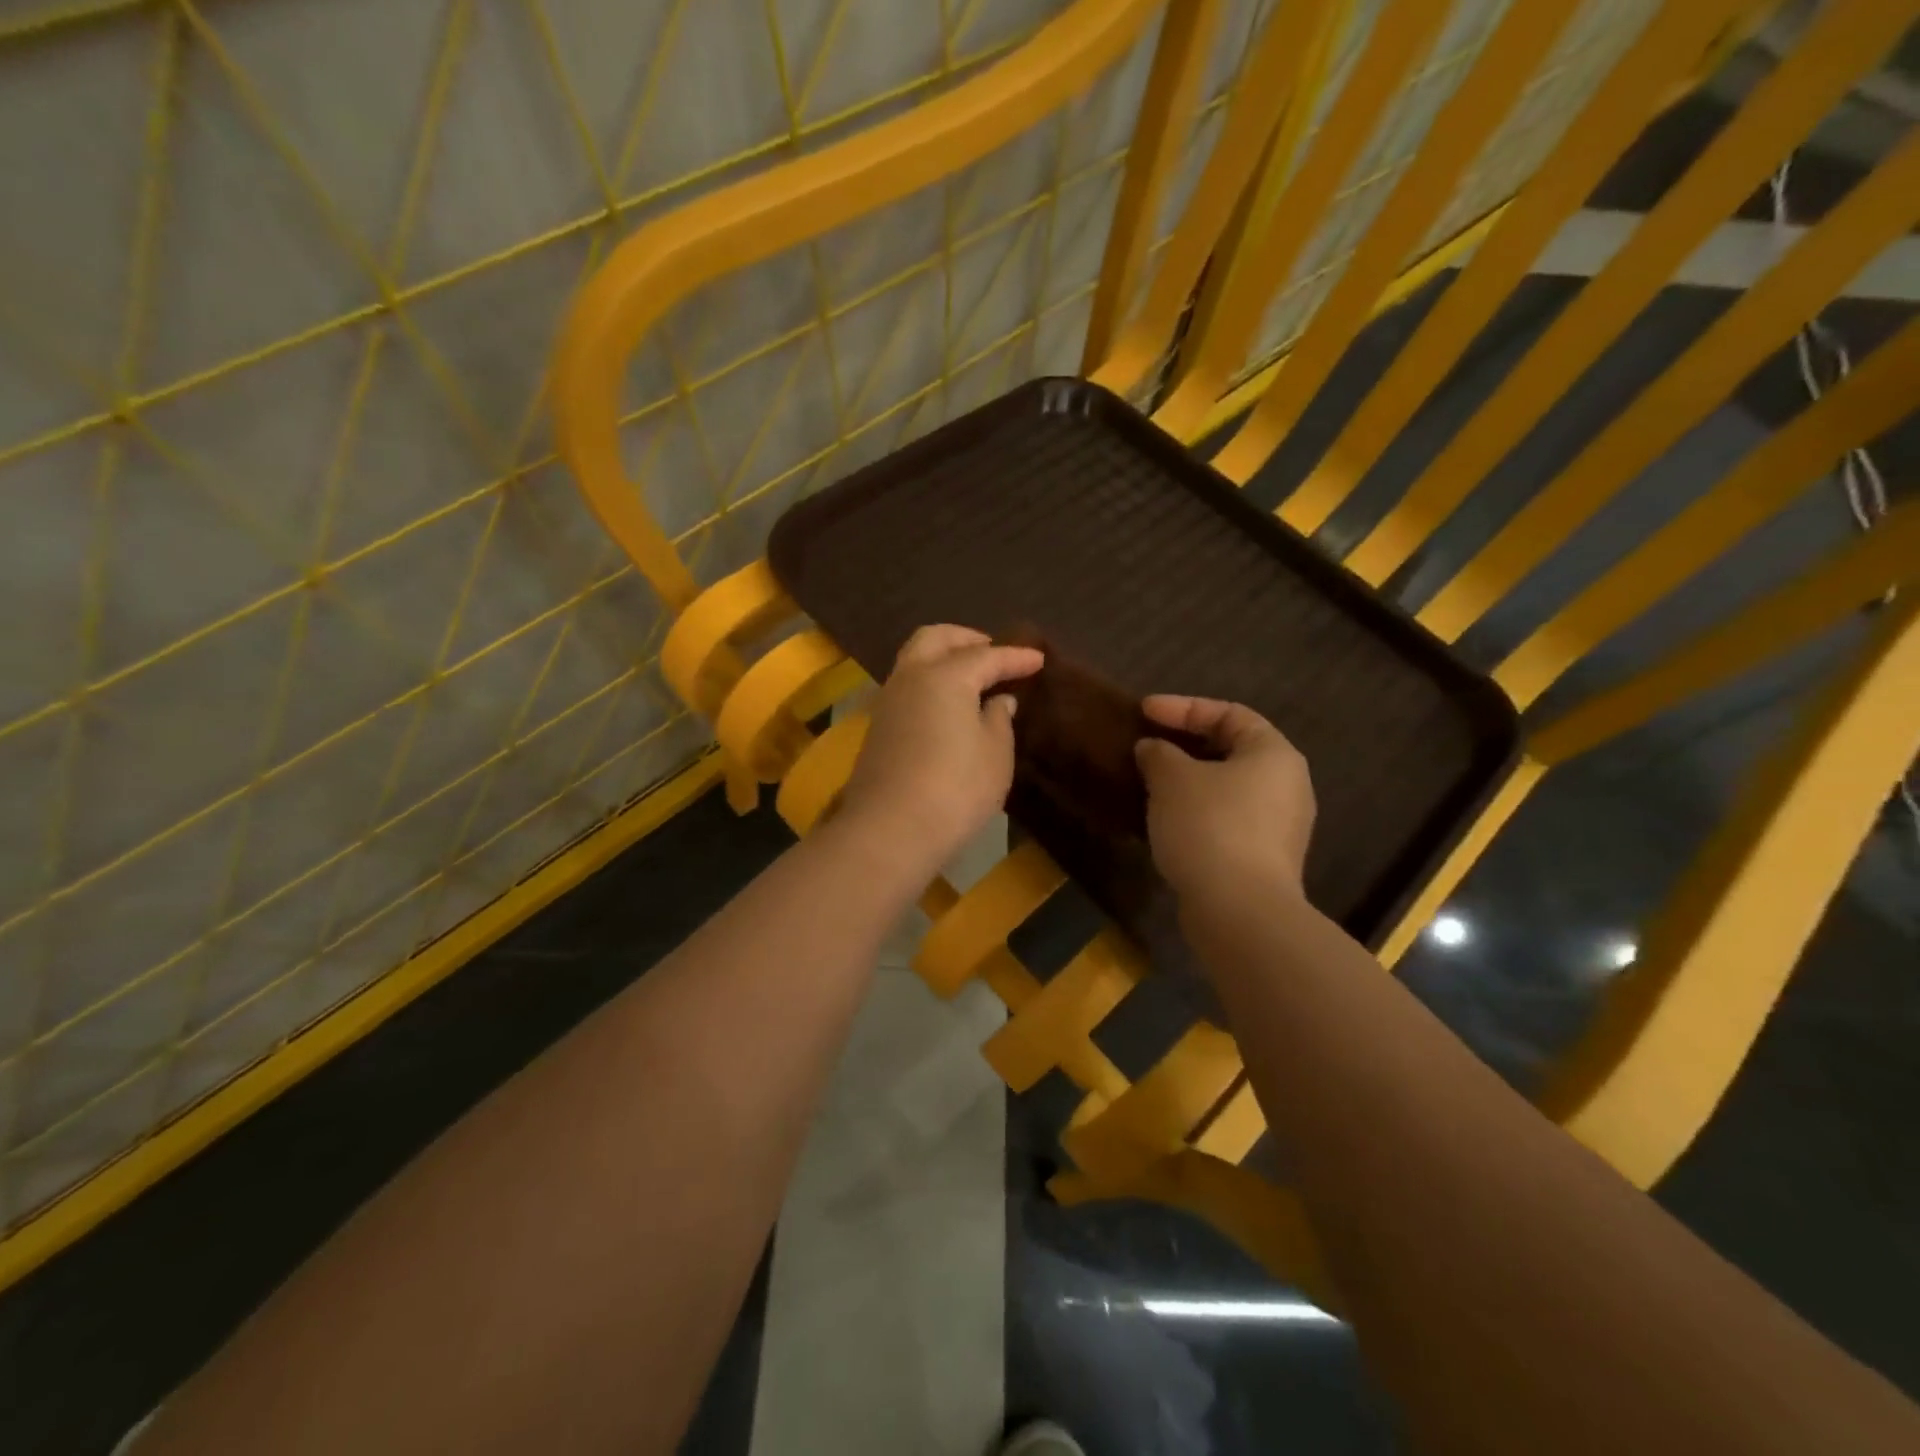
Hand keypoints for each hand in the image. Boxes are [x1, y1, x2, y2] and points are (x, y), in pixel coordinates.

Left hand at [837, 625, 1043, 872]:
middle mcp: (911, 677)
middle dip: (967, 639)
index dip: (1015, 657)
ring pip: (915, 659)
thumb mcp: (995, 755)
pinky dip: (930, 682)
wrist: (890, 830)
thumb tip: (997, 701)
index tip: (1038, 660)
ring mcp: (889, 701)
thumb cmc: (956, 789)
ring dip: (944, 658)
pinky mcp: (878, 728)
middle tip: (994, 653)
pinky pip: (908, 686)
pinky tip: (949, 704)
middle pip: (936, 638)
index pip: (986, 656)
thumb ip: (999, 719)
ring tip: (973, 677)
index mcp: (945, 676)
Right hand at [1135, 695, 1315, 905]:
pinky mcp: (1263, 859)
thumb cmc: (1209, 826)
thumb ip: (1159, 754)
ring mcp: (1279, 826)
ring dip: (1187, 782)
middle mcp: (1286, 785)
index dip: (1182, 707)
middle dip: (1184, 746)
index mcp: (1273, 754)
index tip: (1142, 712)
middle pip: (1230, 751)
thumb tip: (1152, 749)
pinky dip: (1195, 812)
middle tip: (1147, 746)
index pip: (1228, 713)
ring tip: (1150, 783)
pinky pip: (1225, 820)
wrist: (1239, 911)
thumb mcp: (1172, 779)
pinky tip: (1164, 821)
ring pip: (1226, 789)